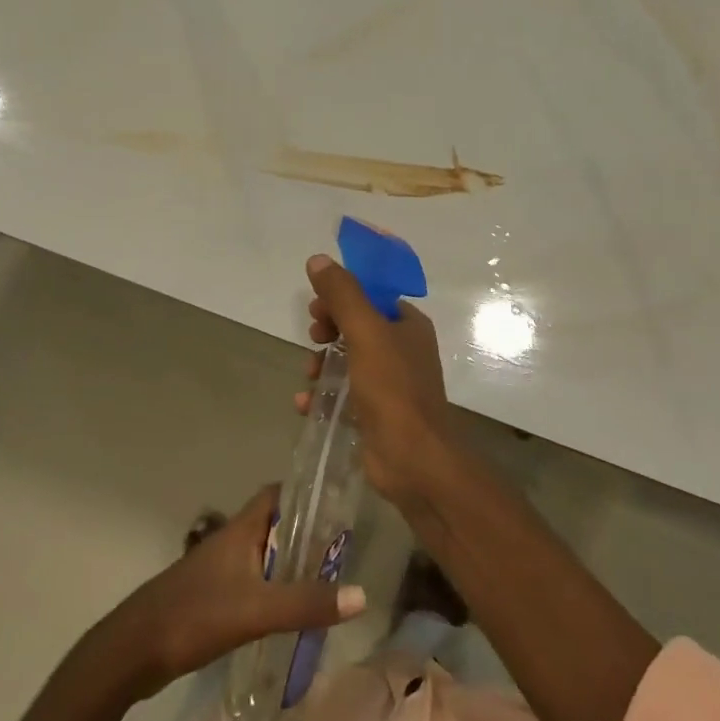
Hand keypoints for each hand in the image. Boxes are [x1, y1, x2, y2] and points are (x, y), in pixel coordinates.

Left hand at [104, 485, 365, 699]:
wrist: (133, 651)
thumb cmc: (195, 615)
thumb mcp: (257, 610)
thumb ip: (306, 602)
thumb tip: (362, 596)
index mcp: (241, 529)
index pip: (278, 493)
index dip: (307, 493)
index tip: (338, 504)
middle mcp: (232, 540)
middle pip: (275, 525)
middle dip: (306, 533)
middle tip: (342, 550)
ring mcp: (219, 568)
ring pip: (263, 554)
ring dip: (290, 562)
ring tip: (325, 579)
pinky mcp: (212, 595)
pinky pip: (252, 580)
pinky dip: (273, 587)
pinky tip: (289, 610)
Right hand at [299, 253, 456, 506]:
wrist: (414, 460)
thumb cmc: (393, 389)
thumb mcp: (366, 333)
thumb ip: (343, 295)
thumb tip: (318, 260)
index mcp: (408, 326)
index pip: (372, 297)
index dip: (342, 297)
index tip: (317, 308)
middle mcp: (402, 350)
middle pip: (357, 327)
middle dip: (329, 330)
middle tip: (313, 337)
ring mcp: (390, 384)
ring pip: (347, 361)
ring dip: (322, 363)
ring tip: (308, 374)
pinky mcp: (375, 414)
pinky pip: (343, 394)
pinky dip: (323, 395)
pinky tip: (305, 403)